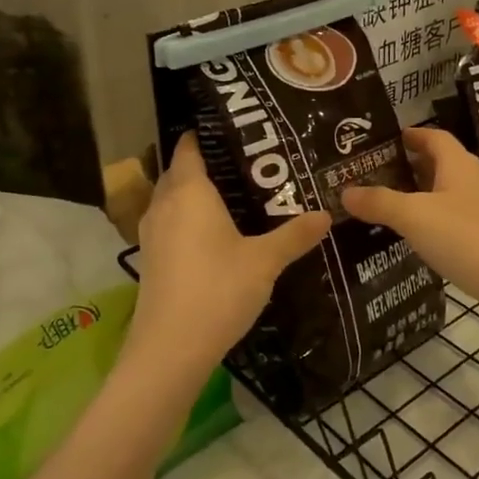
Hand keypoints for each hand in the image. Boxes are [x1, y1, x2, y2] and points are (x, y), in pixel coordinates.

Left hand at [130, 133, 331, 372]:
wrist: (170, 350)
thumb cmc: (217, 291)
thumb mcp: (265, 261)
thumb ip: (295, 235)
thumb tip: (327, 214)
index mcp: (188, 191)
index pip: (190, 145)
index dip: (209, 132)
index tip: (240, 128)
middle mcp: (164, 204)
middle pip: (181, 169)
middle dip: (210, 162)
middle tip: (250, 163)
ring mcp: (152, 232)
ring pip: (173, 197)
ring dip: (197, 192)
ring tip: (238, 194)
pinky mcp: (151, 258)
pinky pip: (170, 222)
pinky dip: (189, 218)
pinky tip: (218, 233)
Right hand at [342, 128, 478, 306]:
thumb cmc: (466, 237)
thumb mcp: (414, 216)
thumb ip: (380, 202)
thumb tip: (345, 192)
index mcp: (459, 164)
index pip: (433, 136)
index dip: (410, 135)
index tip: (383, 141)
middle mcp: (474, 179)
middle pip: (439, 164)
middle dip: (408, 168)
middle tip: (372, 176)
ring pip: (445, 194)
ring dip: (418, 197)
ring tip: (384, 207)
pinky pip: (453, 220)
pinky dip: (432, 222)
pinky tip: (413, 238)